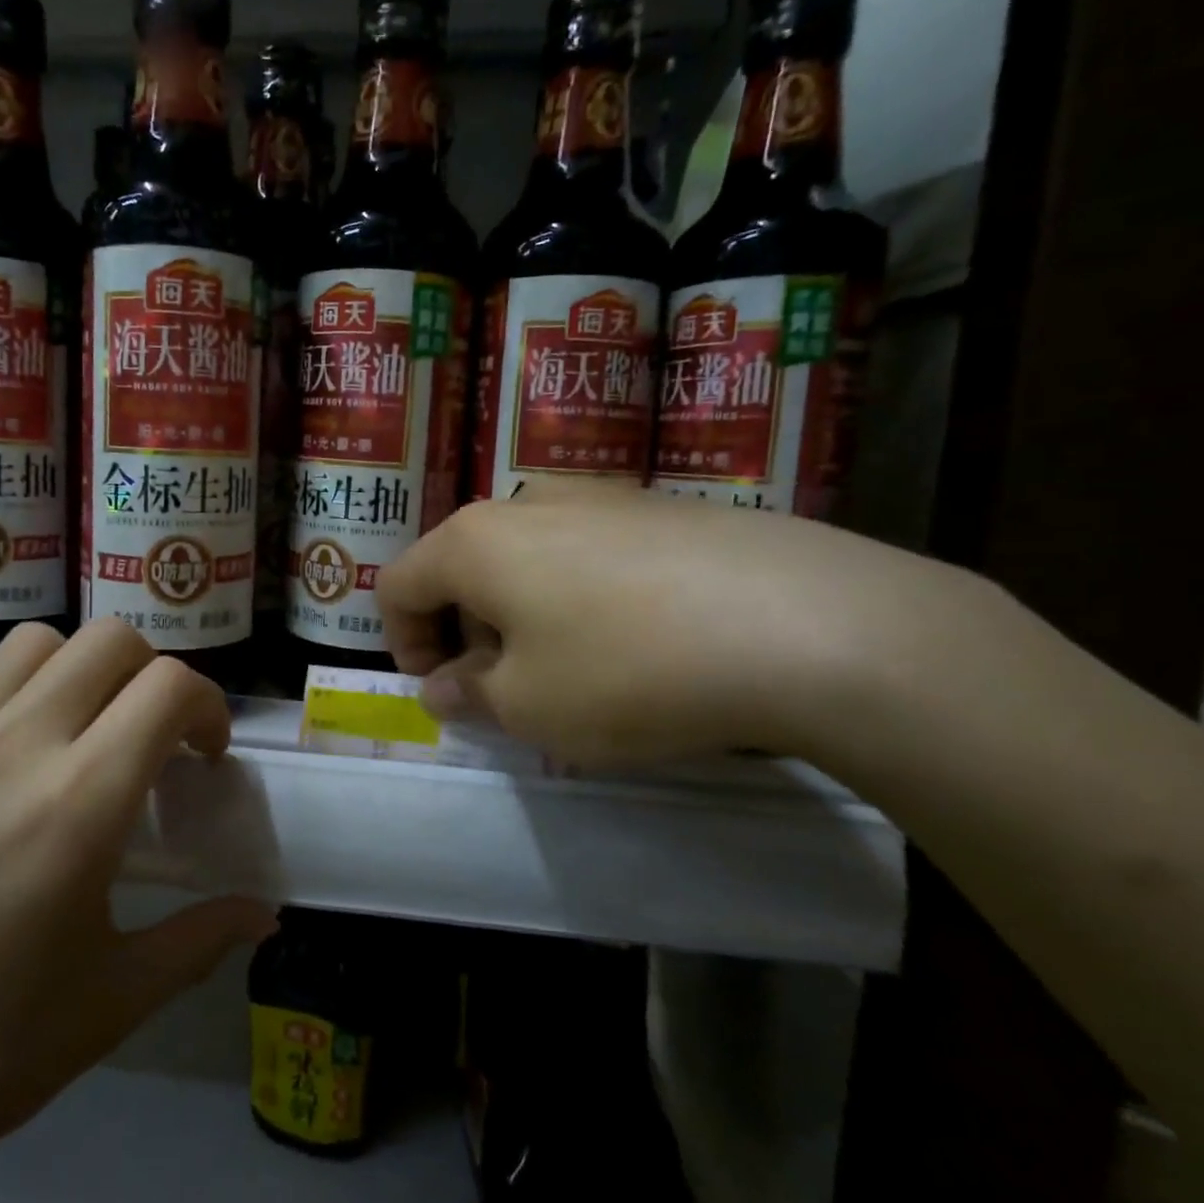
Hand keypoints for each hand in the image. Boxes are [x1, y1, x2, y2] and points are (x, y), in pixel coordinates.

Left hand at [0, 616, 271, 1162]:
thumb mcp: (105, 1007)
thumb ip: (197, 943)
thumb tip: (265, 916)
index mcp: (76, 803)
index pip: (168, 688)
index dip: (208, 706)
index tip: (206, 756)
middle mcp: (16, 745)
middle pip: (111, 640)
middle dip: (155, 676)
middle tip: (155, 740)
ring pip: (40, 641)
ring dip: (83, 669)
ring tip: (85, 732)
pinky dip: (18, 687)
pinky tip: (10, 753)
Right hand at [377, 483, 994, 766]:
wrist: (806, 623)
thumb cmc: (627, 670)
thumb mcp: (529, 707)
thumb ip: (470, 694)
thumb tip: (446, 686)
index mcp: (474, 541)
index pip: (397, 584)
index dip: (403, 643)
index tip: (442, 692)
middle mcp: (525, 502)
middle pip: (460, 566)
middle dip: (464, 631)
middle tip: (504, 690)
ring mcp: (599, 496)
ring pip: (525, 557)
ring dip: (521, 614)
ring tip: (572, 669)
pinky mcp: (660, 507)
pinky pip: (587, 551)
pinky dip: (579, 596)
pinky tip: (635, 640)